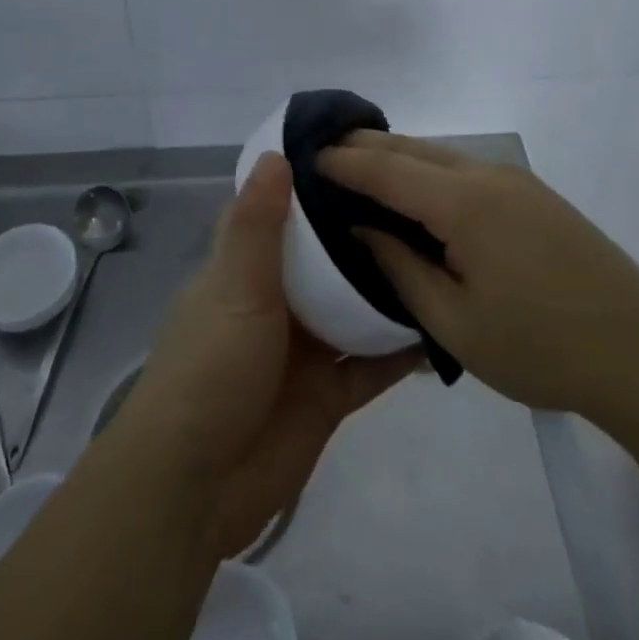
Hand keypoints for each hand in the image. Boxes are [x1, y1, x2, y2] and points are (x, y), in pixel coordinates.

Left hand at [118, 153, 420, 557]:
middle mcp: (276, 300)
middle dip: (361, 235)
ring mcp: (303, 348)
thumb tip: (277, 152)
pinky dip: (400, 351)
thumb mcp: (234, 287)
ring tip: (441, 255)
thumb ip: (257, 225)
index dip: (311, 183)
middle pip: (324, 258)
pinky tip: (442, 328)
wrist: (197, 486)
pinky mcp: (327, 394)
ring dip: (386, 290)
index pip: (279, 211)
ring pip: (352, 308)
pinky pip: (371, 365)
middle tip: (420, 203)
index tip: (359, 154)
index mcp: (245, 266)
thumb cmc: (210, 369)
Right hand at [320, 132, 638, 415]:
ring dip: (397, 155)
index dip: (343, 162)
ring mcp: (515, 181)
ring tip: (360, 166)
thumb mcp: (456, 324)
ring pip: (439, 153)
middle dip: (364, 145)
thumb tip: (362, 229)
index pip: (386, 169)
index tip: (306, 157)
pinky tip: (416, 189)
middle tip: (323, 150)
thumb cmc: (542, 347)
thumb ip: (401, 269)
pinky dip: (427, 167)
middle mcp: (486, 175)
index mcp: (463, 203)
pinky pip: (464, 167)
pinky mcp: (534, 195)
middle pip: (411, 148)